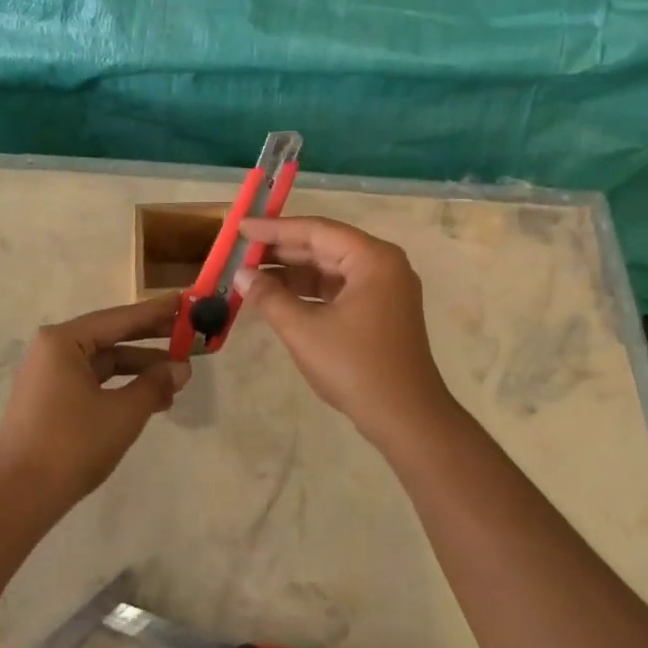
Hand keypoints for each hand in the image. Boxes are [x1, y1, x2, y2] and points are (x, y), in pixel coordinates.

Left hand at [0, 294, 191, 507]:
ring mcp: (48, 377)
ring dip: (138, 369)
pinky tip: (149, 399)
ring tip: (177, 378)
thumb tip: (181, 368)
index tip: (186, 302)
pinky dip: (120, 388)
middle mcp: (52, 351)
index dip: (156, 312)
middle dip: (150, 341)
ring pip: (103, 363)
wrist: (19, 496)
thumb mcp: (123, 413)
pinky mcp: (49, 402)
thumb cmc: (72, 444)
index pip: (119, 318)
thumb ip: (155, 385)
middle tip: (188, 337)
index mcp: (63, 341)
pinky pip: (92, 383)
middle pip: (110, 337)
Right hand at [234, 216, 460, 449]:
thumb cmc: (355, 367)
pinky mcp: (381, 312)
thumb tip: (242, 275)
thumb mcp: (303, 330)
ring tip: (252, 275)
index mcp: (372, 259)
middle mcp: (383, 265)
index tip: (241, 228)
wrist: (406, 419)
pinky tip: (278, 297)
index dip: (274, 229)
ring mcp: (385, 289)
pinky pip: (338, 289)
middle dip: (281, 250)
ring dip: (292, 272)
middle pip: (324, 246)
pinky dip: (309, 291)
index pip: (316, 230)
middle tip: (241, 251)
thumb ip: (269, 297)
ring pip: (330, 268)